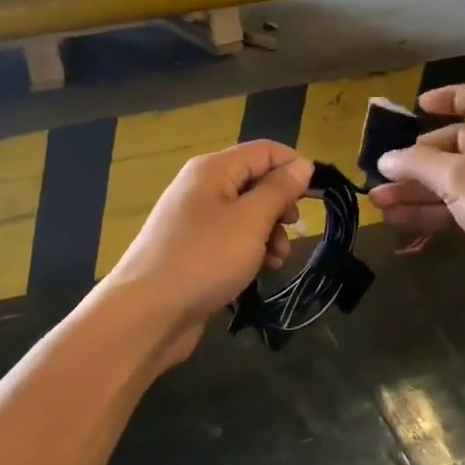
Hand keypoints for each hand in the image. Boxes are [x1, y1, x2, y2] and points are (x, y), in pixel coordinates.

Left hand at [103, 141, 311, 363]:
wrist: (147, 314)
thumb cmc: (204, 259)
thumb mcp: (250, 221)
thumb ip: (279, 190)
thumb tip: (302, 164)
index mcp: (212, 170)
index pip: (264, 150)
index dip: (294, 166)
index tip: (317, 195)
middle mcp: (201, 187)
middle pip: (254, 181)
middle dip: (281, 203)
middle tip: (294, 229)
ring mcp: (195, 220)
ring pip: (246, 213)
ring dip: (269, 231)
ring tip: (279, 258)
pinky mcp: (193, 250)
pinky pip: (231, 238)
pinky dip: (251, 249)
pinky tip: (261, 270)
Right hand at [369, 84, 464, 300]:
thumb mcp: (459, 178)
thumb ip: (418, 164)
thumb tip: (385, 158)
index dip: (449, 98)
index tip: (418, 106)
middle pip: (455, 144)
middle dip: (417, 158)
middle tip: (384, 169)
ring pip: (452, 180)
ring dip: (416, 189)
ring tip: (377, 200)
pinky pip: (457, 206)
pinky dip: (430, 210)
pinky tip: (397, 219)